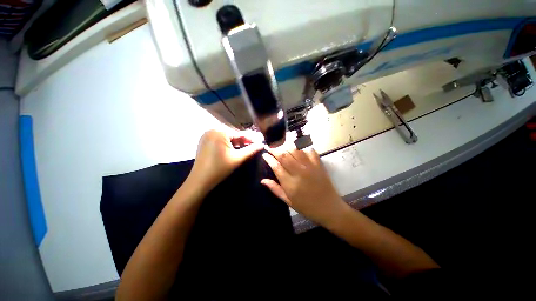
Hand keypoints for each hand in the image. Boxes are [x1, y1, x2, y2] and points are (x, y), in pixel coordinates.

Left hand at [189, 129, 262, 189]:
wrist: (200, 180)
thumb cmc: (220, 168)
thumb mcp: (237, 158)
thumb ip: (251, 150)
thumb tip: (262, 145)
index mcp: (220, 132)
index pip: (239, 134)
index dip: (250, 139)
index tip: (259, 143)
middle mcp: (212, 130)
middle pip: (232, 134)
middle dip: (242, 141)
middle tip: (251, 147)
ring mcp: (206, 135)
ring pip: (226, 137)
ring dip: (235, 142)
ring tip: (243, 149)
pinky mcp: (204, 141)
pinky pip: (219, 139)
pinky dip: (226, 143)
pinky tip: (231, 149)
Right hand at [261, 148, 345, 225]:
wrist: (329, 208)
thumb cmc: (306, 207)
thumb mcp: (288, 201)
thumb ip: (275, 189)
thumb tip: (263, 180)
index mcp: (290, 183)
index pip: (276, 166)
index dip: (269, 159)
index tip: (265, 154)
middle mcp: (299, 172)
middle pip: (284, 155)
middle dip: (275, 149)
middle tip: (271, 146)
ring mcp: (310, 167)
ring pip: (295, 150)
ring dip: (287, 145)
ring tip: (281, 144)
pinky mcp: (318, 164)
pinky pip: (309, 150)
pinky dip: (303, 146)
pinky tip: (298, 146)